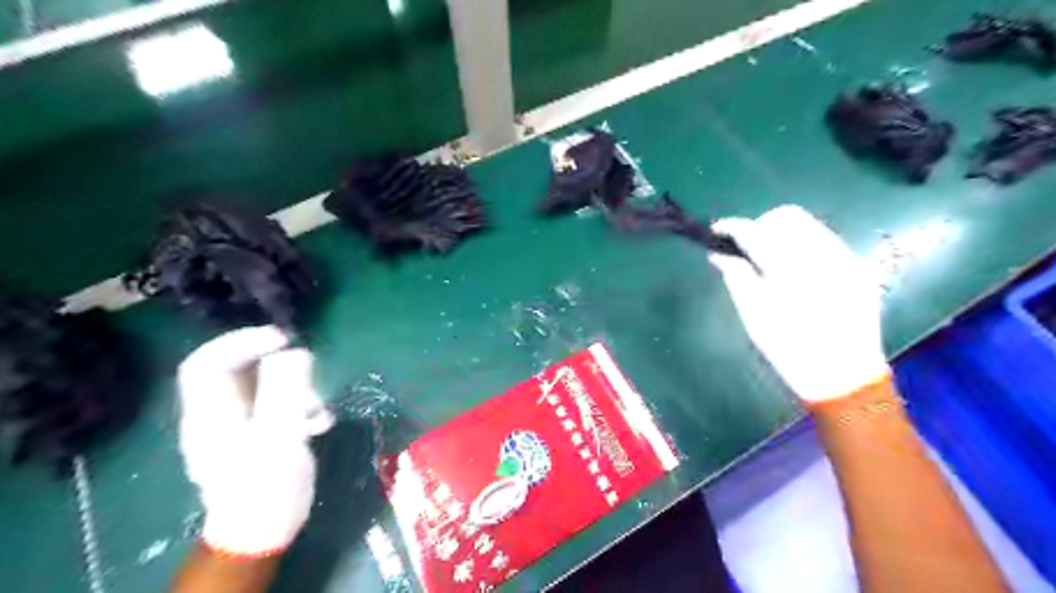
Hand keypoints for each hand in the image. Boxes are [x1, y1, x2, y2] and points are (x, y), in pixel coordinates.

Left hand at [177, 326, 332, 558]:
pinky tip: (321, 423)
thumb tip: (293, 352)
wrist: (265, 529)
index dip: (240, 341)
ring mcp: (242, 425)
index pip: (207, 363)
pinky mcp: (263, 434)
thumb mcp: (278, 435)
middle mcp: (221, 414)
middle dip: (278, 365)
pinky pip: (282, 405)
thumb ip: (284, 391)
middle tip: (309, 369)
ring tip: (318, 409)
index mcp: (210, 413)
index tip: (282, 338)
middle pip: (241, 371)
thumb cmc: (265, 485)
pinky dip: (303, 406)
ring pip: (266, 387)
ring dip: (298, 389)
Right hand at [703, 204, 885, 403]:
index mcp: (790, 269)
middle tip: (746, 248)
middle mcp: (822, 254)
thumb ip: (736, 277)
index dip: (732, 227)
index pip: (755, 231)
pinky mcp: (857, 266)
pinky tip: (795, 268)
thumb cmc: (789, 349)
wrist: (844, 375)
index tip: (717, 231)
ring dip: (782, 233)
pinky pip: (824, 239)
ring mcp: (844, 258)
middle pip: (786, 216)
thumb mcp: (753, 315)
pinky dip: (802, 244)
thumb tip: (718, 254)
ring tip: (769, 259)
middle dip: (761, 225)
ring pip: (808, 224)